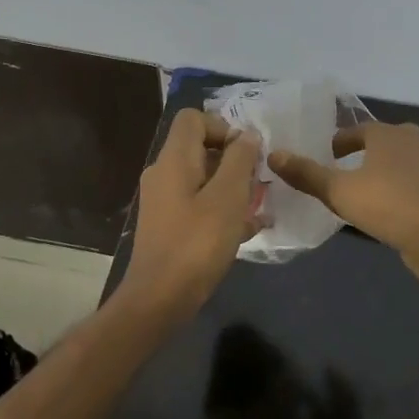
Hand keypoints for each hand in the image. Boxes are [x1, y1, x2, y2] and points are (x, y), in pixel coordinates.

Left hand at [122, 109, 263, 311]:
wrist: (159, 299)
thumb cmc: (197, 243)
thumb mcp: (228, 197)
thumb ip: (240, 160)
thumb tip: (247, 135)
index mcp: (174, 160)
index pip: (193, 118)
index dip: (223, 127)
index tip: (246, 153)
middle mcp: (164, 174)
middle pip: (200, 148)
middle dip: (233, 160)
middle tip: (258, 182)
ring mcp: (164, 201)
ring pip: (203, 178)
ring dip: (232, 186)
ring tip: (259, 206)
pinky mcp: (168, 226)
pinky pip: (199, 204)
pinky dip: (222, 209)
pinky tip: (249, 229)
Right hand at [269, 121, 418, 262]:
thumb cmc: (385, 203)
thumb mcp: (338, 190)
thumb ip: (307, 174)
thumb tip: (274, 154)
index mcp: (388, 136)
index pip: (361, 129)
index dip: (342, 141)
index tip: (328, 154)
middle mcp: (414, 144)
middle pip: (397, 135)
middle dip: (378, 145)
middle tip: (358, 162)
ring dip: (408, 160)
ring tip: (389, 177)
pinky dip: (417, 186)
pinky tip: (401, 203)